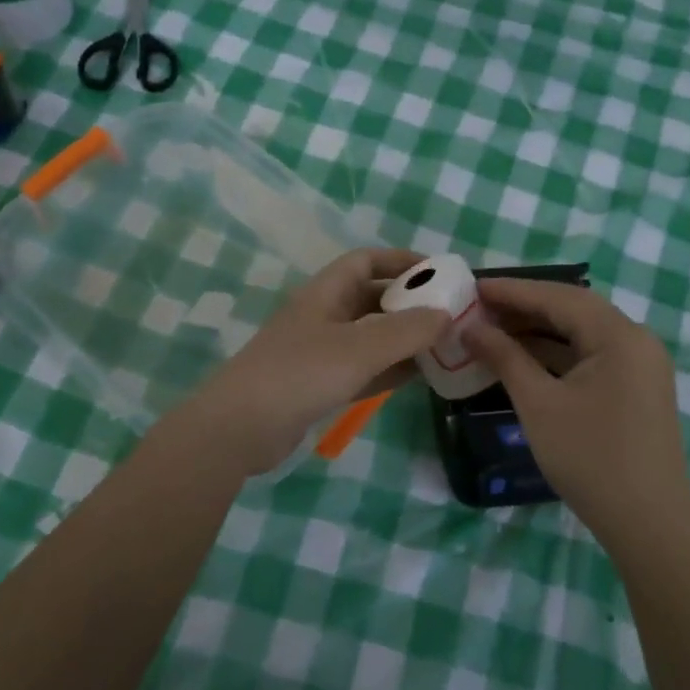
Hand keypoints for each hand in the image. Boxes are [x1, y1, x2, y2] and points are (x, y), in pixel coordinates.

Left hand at [180, 249, 448, 474]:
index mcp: (325, 293)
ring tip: (444, 345)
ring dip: (403, 339)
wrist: (239, 429)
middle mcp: (323, 316)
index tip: (438, 271)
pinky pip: (363, 368)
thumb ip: (405, 331)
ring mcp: (319, 352)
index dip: (401, 260)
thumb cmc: (299, 374)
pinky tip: (418, 377)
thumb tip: (446, 314)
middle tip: (450, 314)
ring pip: (370, 336)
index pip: (366, 261)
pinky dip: (389, 368)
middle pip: (371, 298)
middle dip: (409, 302)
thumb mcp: (358, 348)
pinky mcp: (319, 385)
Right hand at [463, 279, 689, 547]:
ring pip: (581, 334)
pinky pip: (590, 357)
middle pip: (573, 310)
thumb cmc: (590, 459)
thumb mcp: (539, 404)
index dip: (513, 290)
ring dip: (538, 331)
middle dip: (524, 307)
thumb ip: (505, 357)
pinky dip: (556, 354)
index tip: (472, 286)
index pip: (559, 297)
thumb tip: (471, 328)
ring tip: (491, 329)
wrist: (648, 525)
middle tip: (477, 307)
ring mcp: (640, 366)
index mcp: (619, 336)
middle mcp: (636, 341)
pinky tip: (522, 358)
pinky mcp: (635, 388)